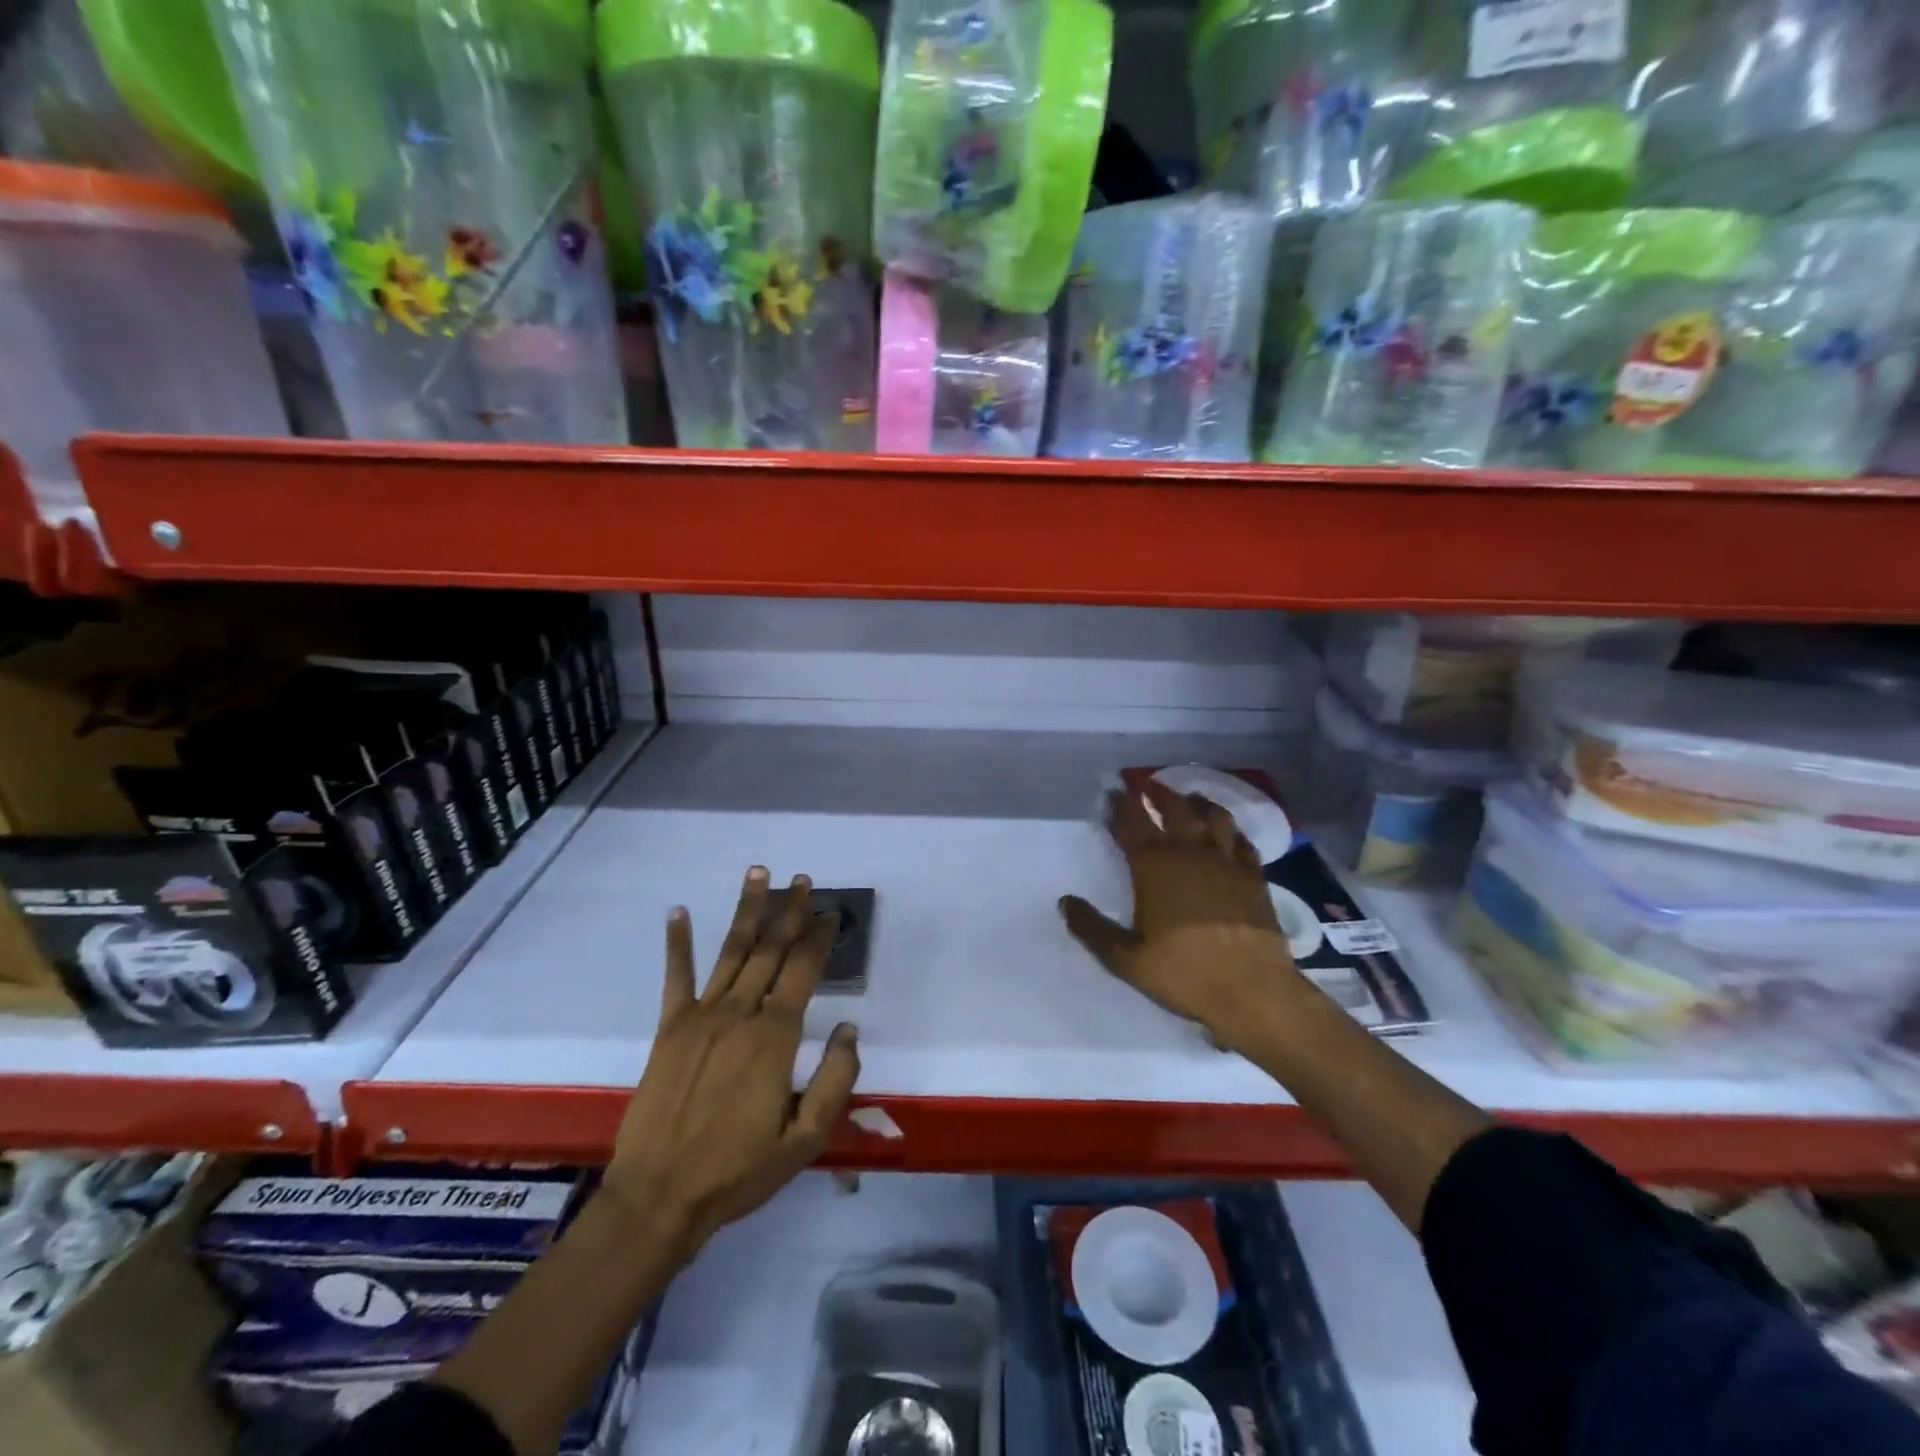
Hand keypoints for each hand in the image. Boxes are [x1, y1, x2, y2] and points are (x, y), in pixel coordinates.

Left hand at [605, 867, 859, 1256]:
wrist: (659, 1197)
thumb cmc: (738, 1171)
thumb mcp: (805, 1139)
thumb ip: (835, 1080)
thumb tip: (850, 1028)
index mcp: (775, 1036)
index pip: (803, 971)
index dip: (818, 937)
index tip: (830, 912)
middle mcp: (740, 1013)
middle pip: (770, 949)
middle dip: (788, 911)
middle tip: (800, 879)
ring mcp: (701, 1016)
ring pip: (731, 951)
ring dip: (747, 910)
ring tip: (758, 874)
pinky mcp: (669, 1028)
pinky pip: (676, 977)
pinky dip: (678, 942)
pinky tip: (679, 912)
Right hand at [1059, 782, 1303, 1055]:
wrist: (1254, 991)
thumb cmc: (1184, 973)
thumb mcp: (1125, 958)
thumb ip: (1092, 928)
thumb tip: (1065, 902)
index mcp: (1154, 866)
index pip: (1132, 824)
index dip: (1120, 805)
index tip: (1113, 791)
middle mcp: (1190, 852)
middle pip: (1174, 808)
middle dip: (1157, 793)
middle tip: (1147, 784)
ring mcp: (1227, 861)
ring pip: (1213, 816)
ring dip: (1197, 802)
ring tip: (1188, 797)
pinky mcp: (1254, 876)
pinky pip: (1242, 840)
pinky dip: (1231, 829)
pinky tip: (1228, 832)